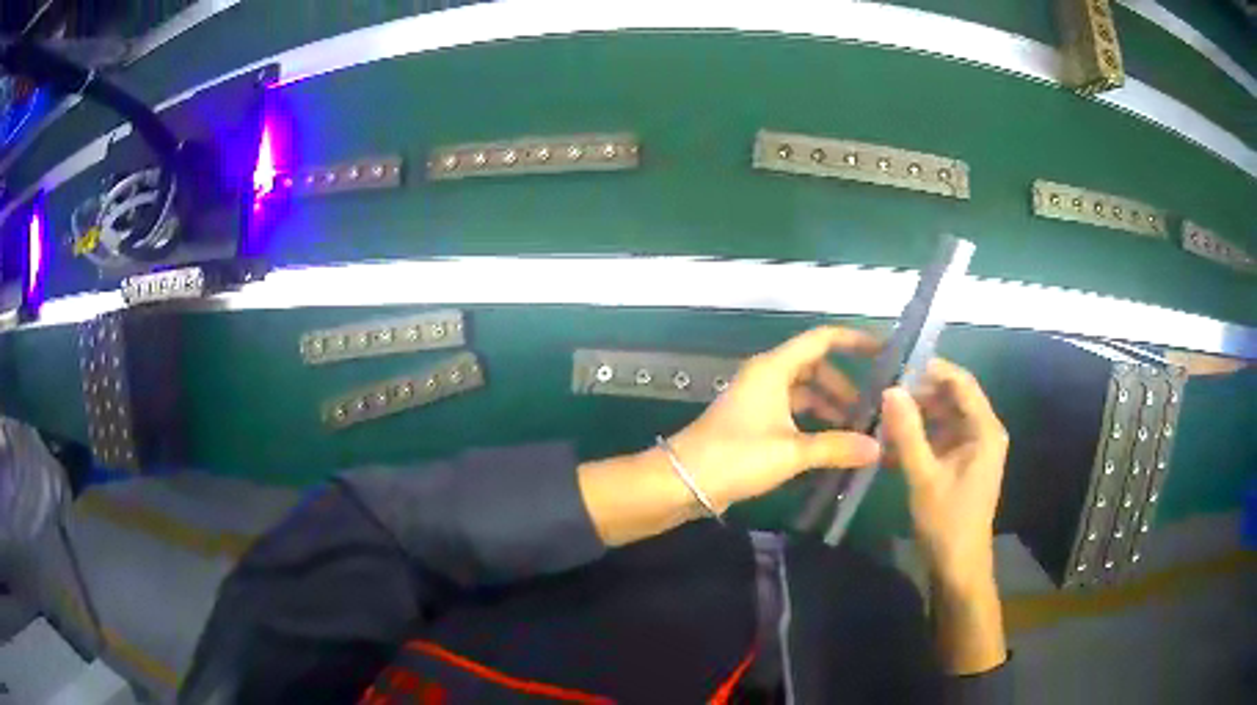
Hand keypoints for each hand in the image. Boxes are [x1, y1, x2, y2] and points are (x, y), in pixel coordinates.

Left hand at [669, 326, 883, 511]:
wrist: (682, 482)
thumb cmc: (736, 457)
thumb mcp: (791, 452)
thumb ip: (836, 447)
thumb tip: (877, 447)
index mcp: (774, 368)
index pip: (822, 339)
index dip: (854, 341)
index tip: (884, 352)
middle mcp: (767, 376)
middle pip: (816, 367)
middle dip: (845, 385)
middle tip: (872, 409)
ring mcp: (758, 399)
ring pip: (804, 392)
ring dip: (829, 406)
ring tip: (857, 431)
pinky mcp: (753, 422)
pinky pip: (792, 412)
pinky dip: (812, 422)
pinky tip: (830, 444)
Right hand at [881, 359, 1007, 591]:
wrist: (958, 565)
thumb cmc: (947, 521)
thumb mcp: (924, 476)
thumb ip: (908, 432)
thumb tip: (890, 389)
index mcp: (985, 430)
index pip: (962, 382)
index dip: (932, 369)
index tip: (898, 365)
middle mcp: (983, 432)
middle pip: (952, 397)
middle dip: (920, 393)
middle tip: (884, 392)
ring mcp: (973, 447)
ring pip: (943, 417)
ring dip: (916, 416)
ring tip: (883, 415)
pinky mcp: (961, 462)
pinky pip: (940, 437)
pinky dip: (919, 437)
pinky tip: (892, 443)